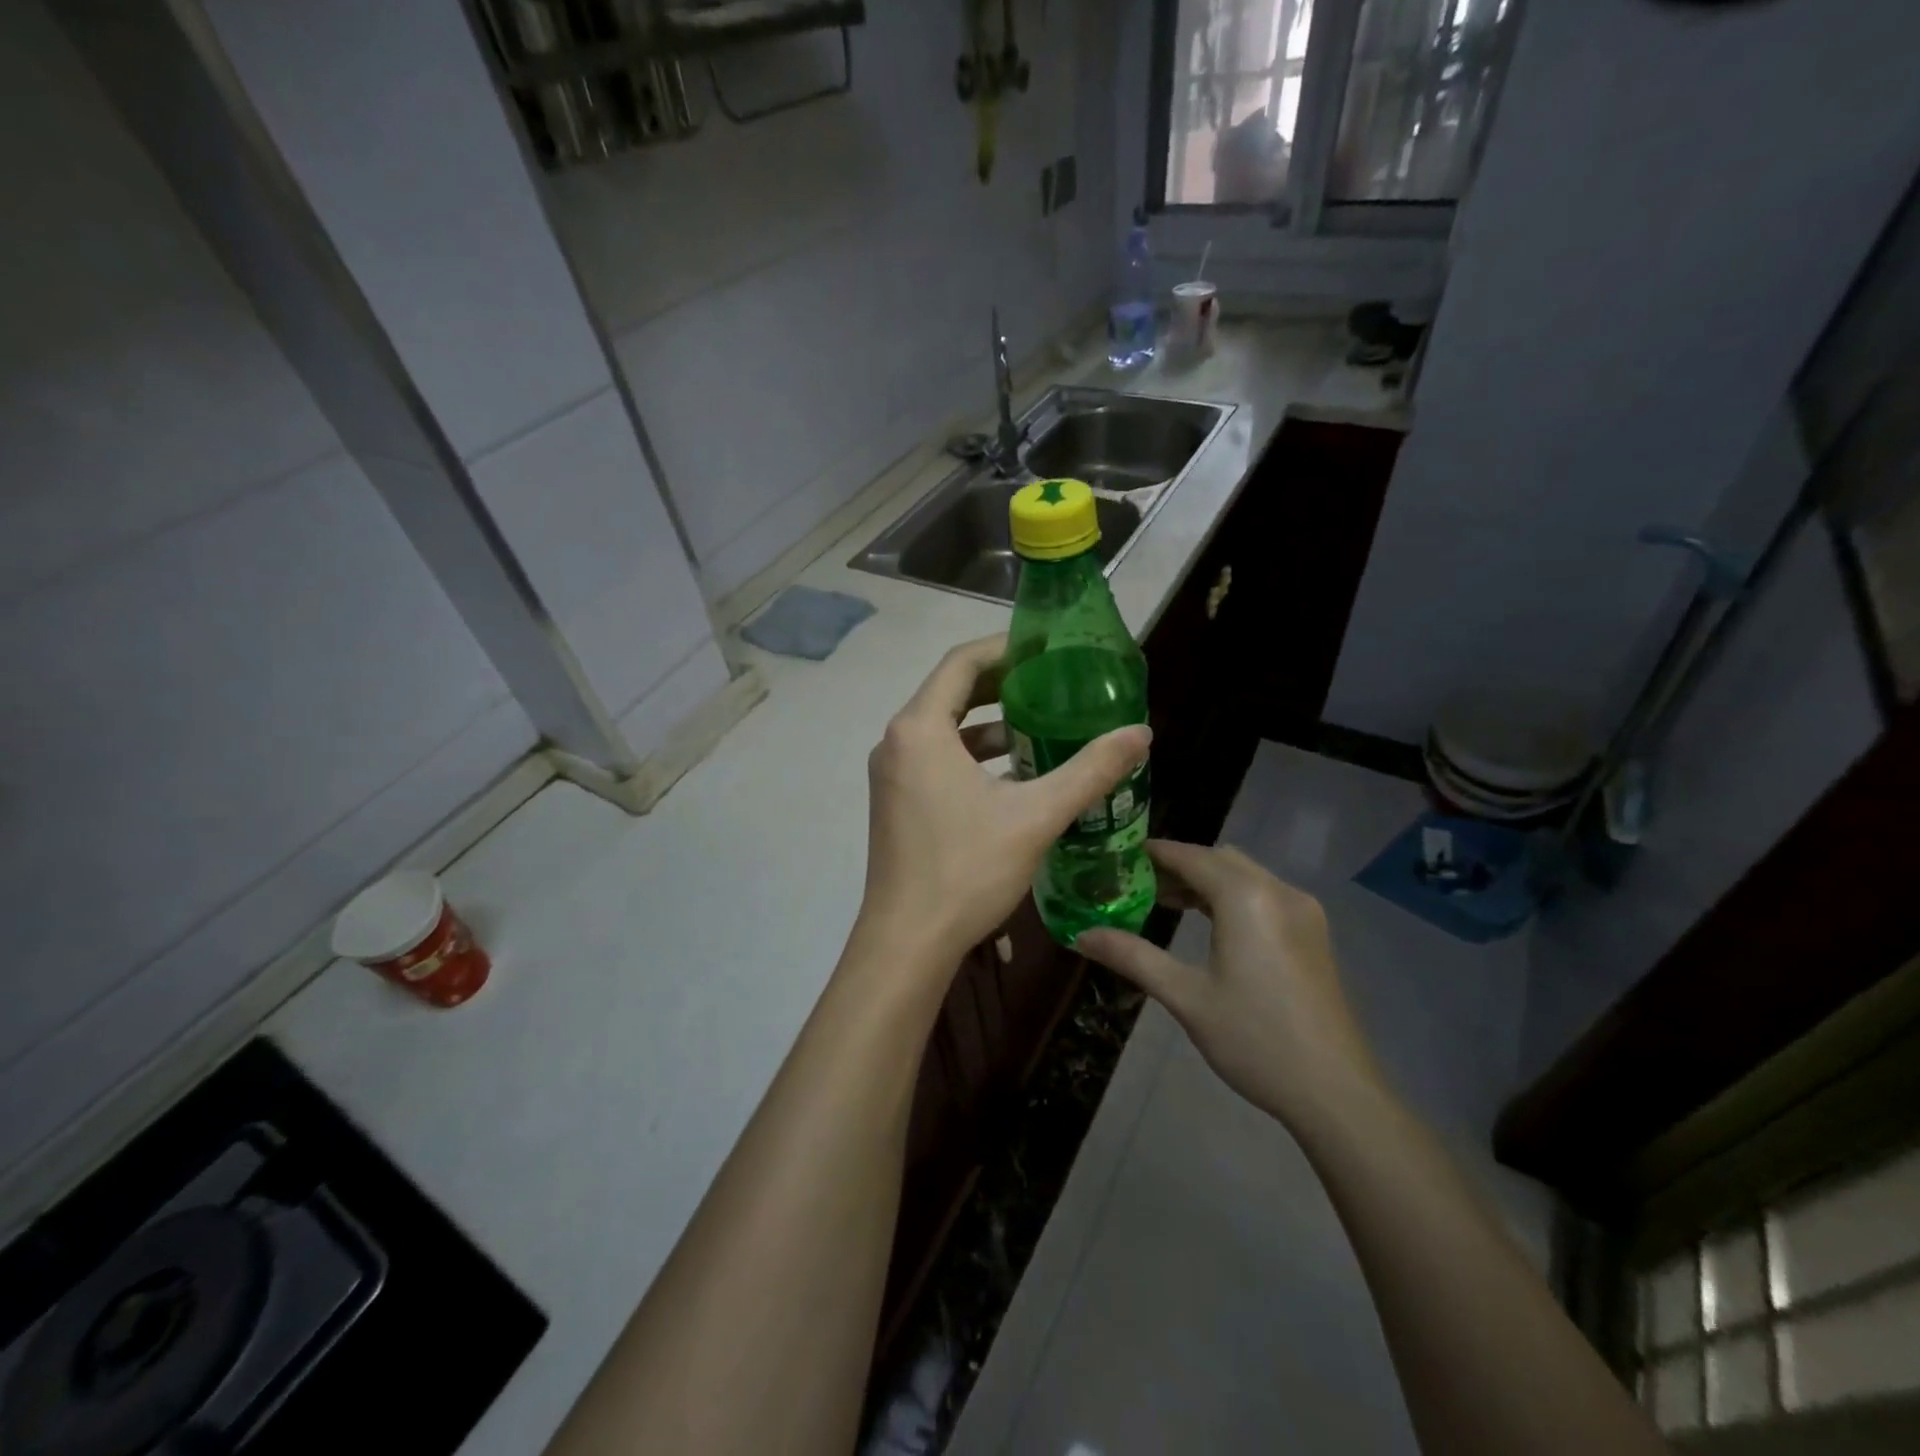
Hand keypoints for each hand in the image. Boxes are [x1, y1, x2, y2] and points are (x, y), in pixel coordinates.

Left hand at [854, 636, 1150, 973]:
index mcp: (919, 729)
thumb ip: (1090, 771)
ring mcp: (891, 774)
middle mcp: (896, 742)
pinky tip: (1015, 776)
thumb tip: (1141, 732)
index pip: (961, 663)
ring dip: (989, 724)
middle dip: (1001, 683)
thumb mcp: (1036, 816)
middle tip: (1052, 681)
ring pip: (944, 730)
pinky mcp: (896, 802)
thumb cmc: (966, 870)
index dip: (1005, 647)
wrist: (907, 942)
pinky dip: (973, 756)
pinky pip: (936, 759)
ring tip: (1043, 727)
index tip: (1046, 647)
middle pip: (950, 692)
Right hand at [1076, 841, 1383, 1131]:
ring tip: (1164, 901)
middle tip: (1135, 884)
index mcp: (1246, 897)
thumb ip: (1132, 957)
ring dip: (1205, 880)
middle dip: (1177, 865)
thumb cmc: (1254, 1039)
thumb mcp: (1186, 997)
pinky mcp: (1313, 933)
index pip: (1190, 856)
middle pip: (1218, 859)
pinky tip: (1209, 924)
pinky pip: (1263, 894)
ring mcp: (1302, 911)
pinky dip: (1231, 896)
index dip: (1153, 854)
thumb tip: (1081, 936)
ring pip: (1244, 875)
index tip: (1117, 858)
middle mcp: (1278, 891)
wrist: (1336, 1092)